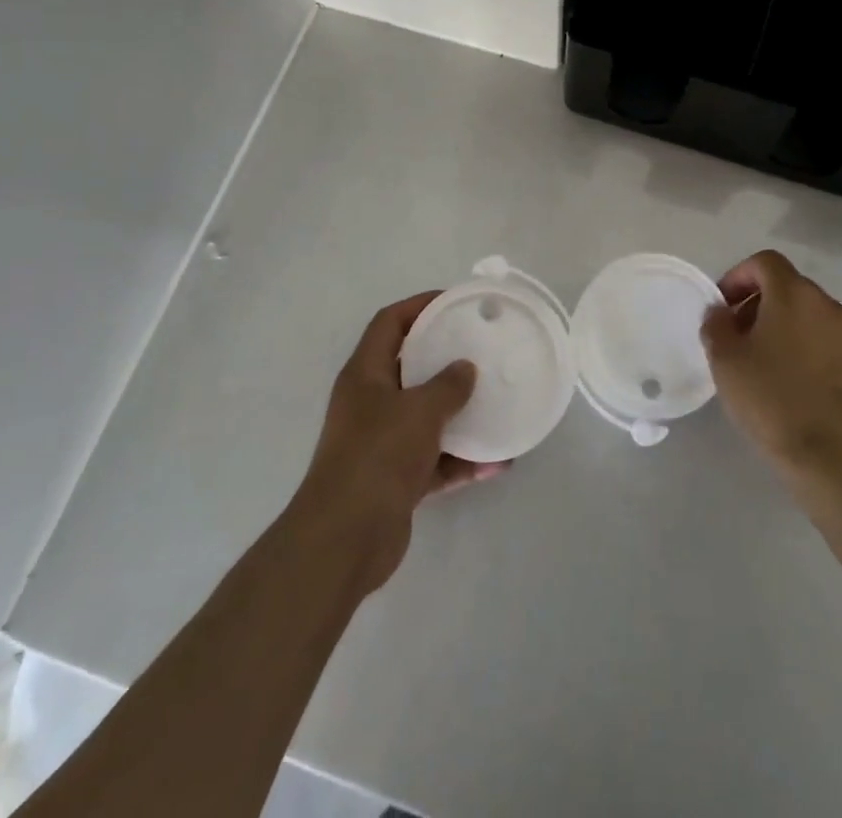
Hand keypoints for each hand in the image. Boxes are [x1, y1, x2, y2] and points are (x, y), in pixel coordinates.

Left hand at [288, 291, 509, 596]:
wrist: (345, 540)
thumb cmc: (378, 456)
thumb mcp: (419, 411)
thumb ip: (447, 386)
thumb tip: (465, 369)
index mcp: (365, 374)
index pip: (389, 323)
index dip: (419, 306)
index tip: (454, 302)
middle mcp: (370, 403)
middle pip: (410, 368)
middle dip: (445, 359)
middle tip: (482, 350)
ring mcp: (381, 443)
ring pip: (425, 417)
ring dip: (459, 414)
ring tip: (496, 405)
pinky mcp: (394, 481)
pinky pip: (434, 460)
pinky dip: (461, 460)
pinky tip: (496, 463)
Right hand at [701, 251, 841, 484]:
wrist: (834, 458)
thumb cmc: (771, 399)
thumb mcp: (725, 360)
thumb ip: (716, 324)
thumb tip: (721, 312)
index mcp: (794, 295)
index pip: (765, 262)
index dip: (739, 276)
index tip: (724, 306)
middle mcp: (831, 306)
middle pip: (791, 289)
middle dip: (763, 304)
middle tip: (742, 337)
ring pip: (816, 318)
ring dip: (791, 329)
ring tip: (772, 365)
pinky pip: (836, 347)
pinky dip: (815, 354)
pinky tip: (802, 388)